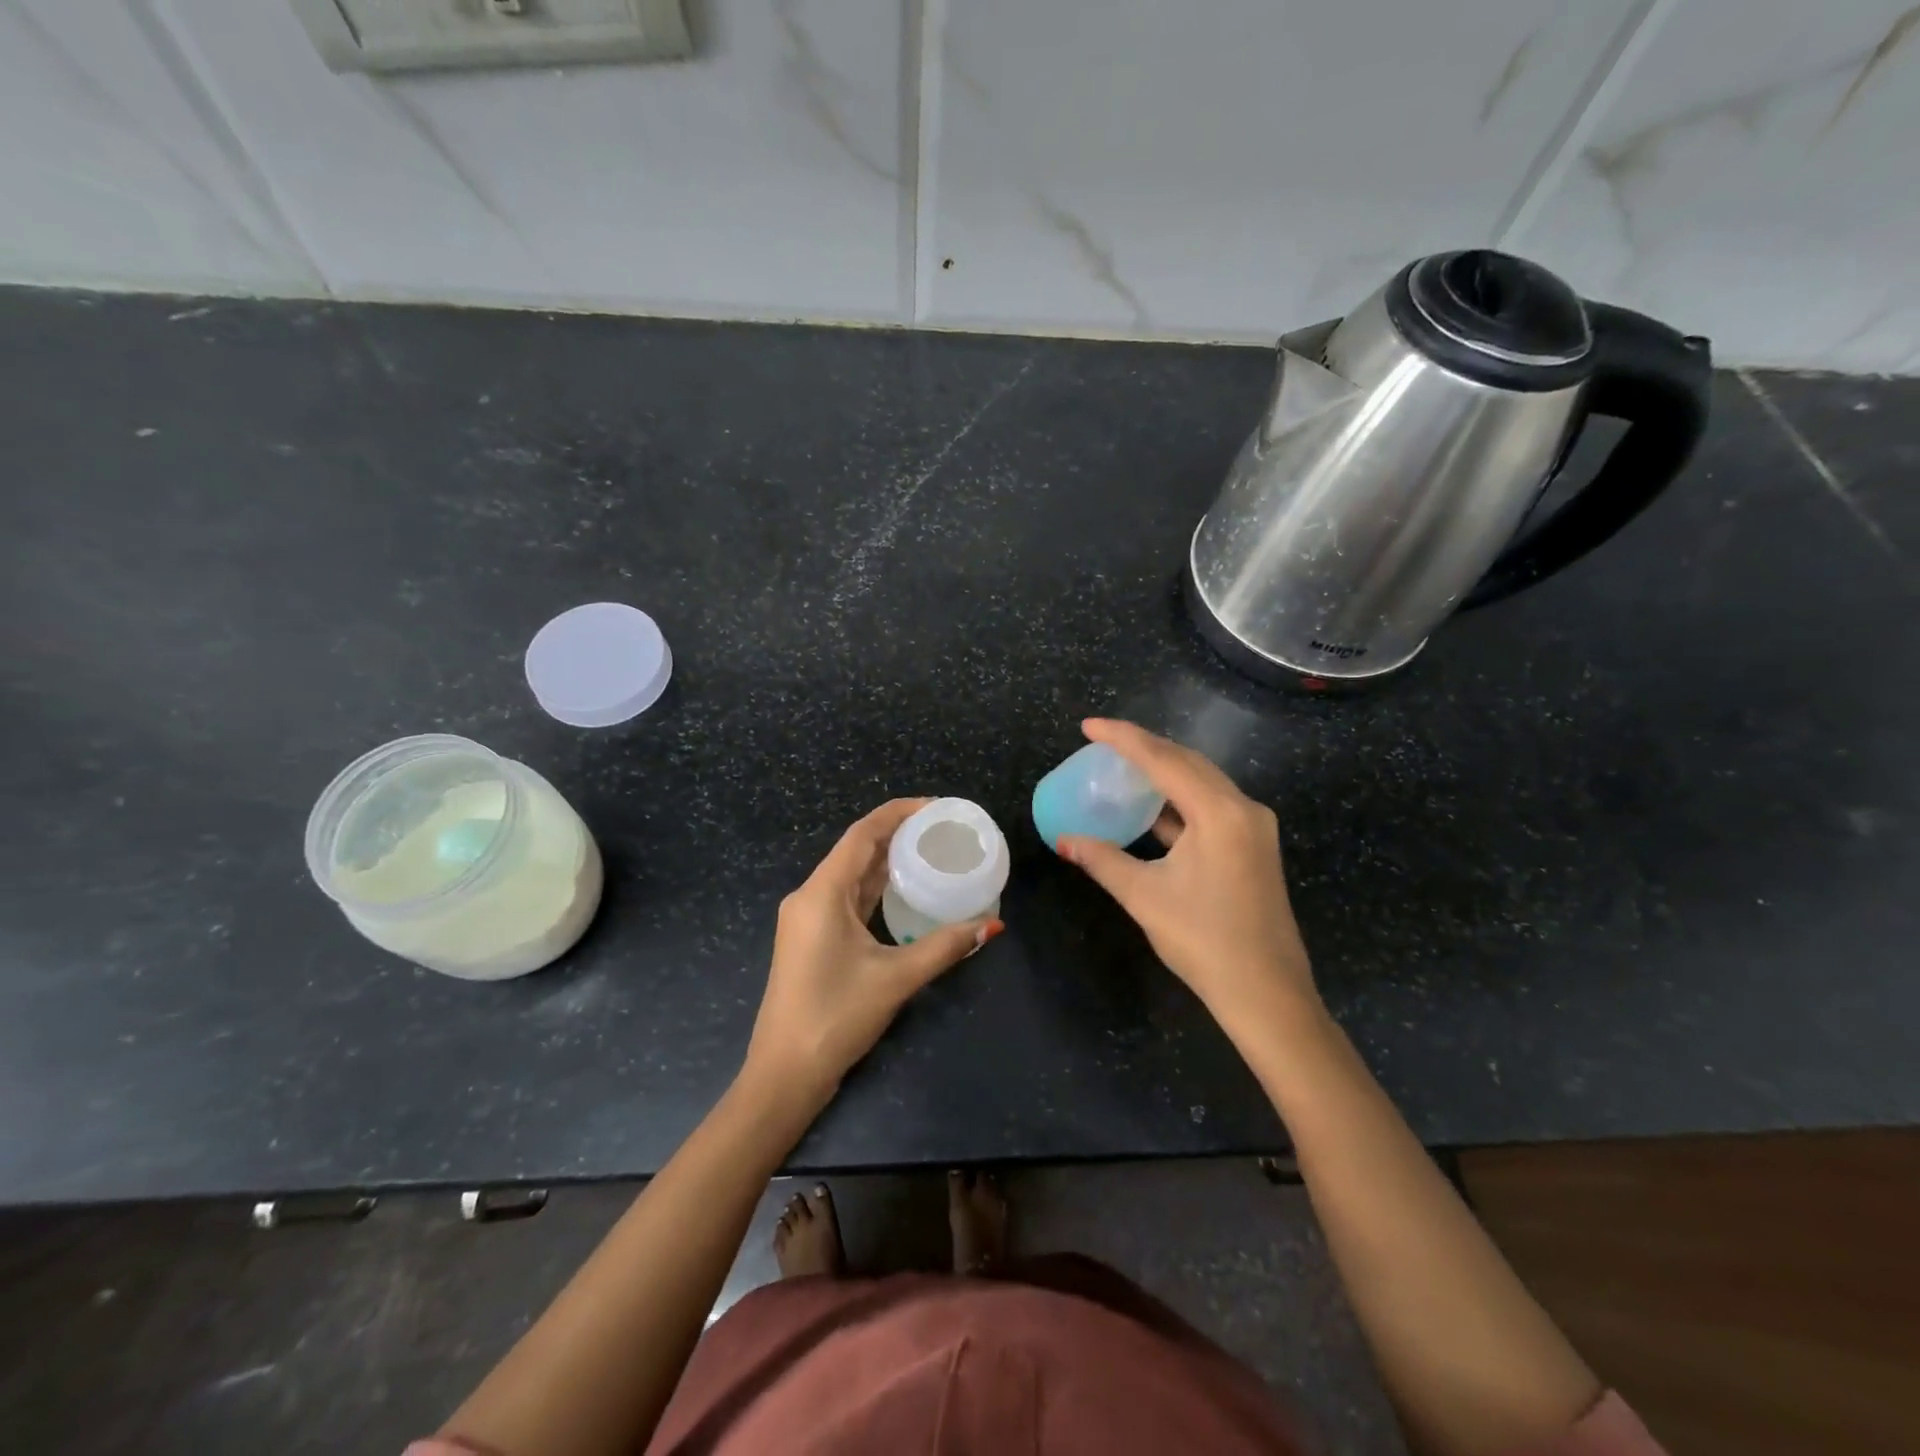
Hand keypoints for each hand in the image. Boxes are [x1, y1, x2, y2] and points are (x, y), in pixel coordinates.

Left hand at [745, 799, 1001, 1105]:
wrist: (783, 1074)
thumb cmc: (835, 1017)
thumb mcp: (896, 978)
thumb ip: (944, 946)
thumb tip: (991, 925)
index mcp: (821, 893)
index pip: (863, 834)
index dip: (899, 812)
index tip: (936, 806)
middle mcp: (809, 896)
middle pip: (856, 850)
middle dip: (898, 834)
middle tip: (942, 830)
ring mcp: (807, 918)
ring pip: (851, 875)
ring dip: (886, 861)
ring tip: (930, 851)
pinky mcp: (811, 938)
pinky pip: (846, 898)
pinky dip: (875, 888)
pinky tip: (903, 890)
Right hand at [1056, 719, 1317, 1036]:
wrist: (1267, 994)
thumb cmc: (1205, 941)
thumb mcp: (1145, 896)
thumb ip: (1102, 859)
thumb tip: (1063, 840)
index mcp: (1220, 813)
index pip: (1164, 760)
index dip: (1123, 738)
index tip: (1088, 726)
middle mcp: (1243, 808)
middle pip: (1187, 762)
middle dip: (1144, 747)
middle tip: (1102, 742)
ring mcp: (1253, 827)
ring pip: (1201, 782)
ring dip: (1163, 771)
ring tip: (1122, 765)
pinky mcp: (1253, 846)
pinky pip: (1210, 805)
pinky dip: (1178, 799)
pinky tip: (1151, 805)